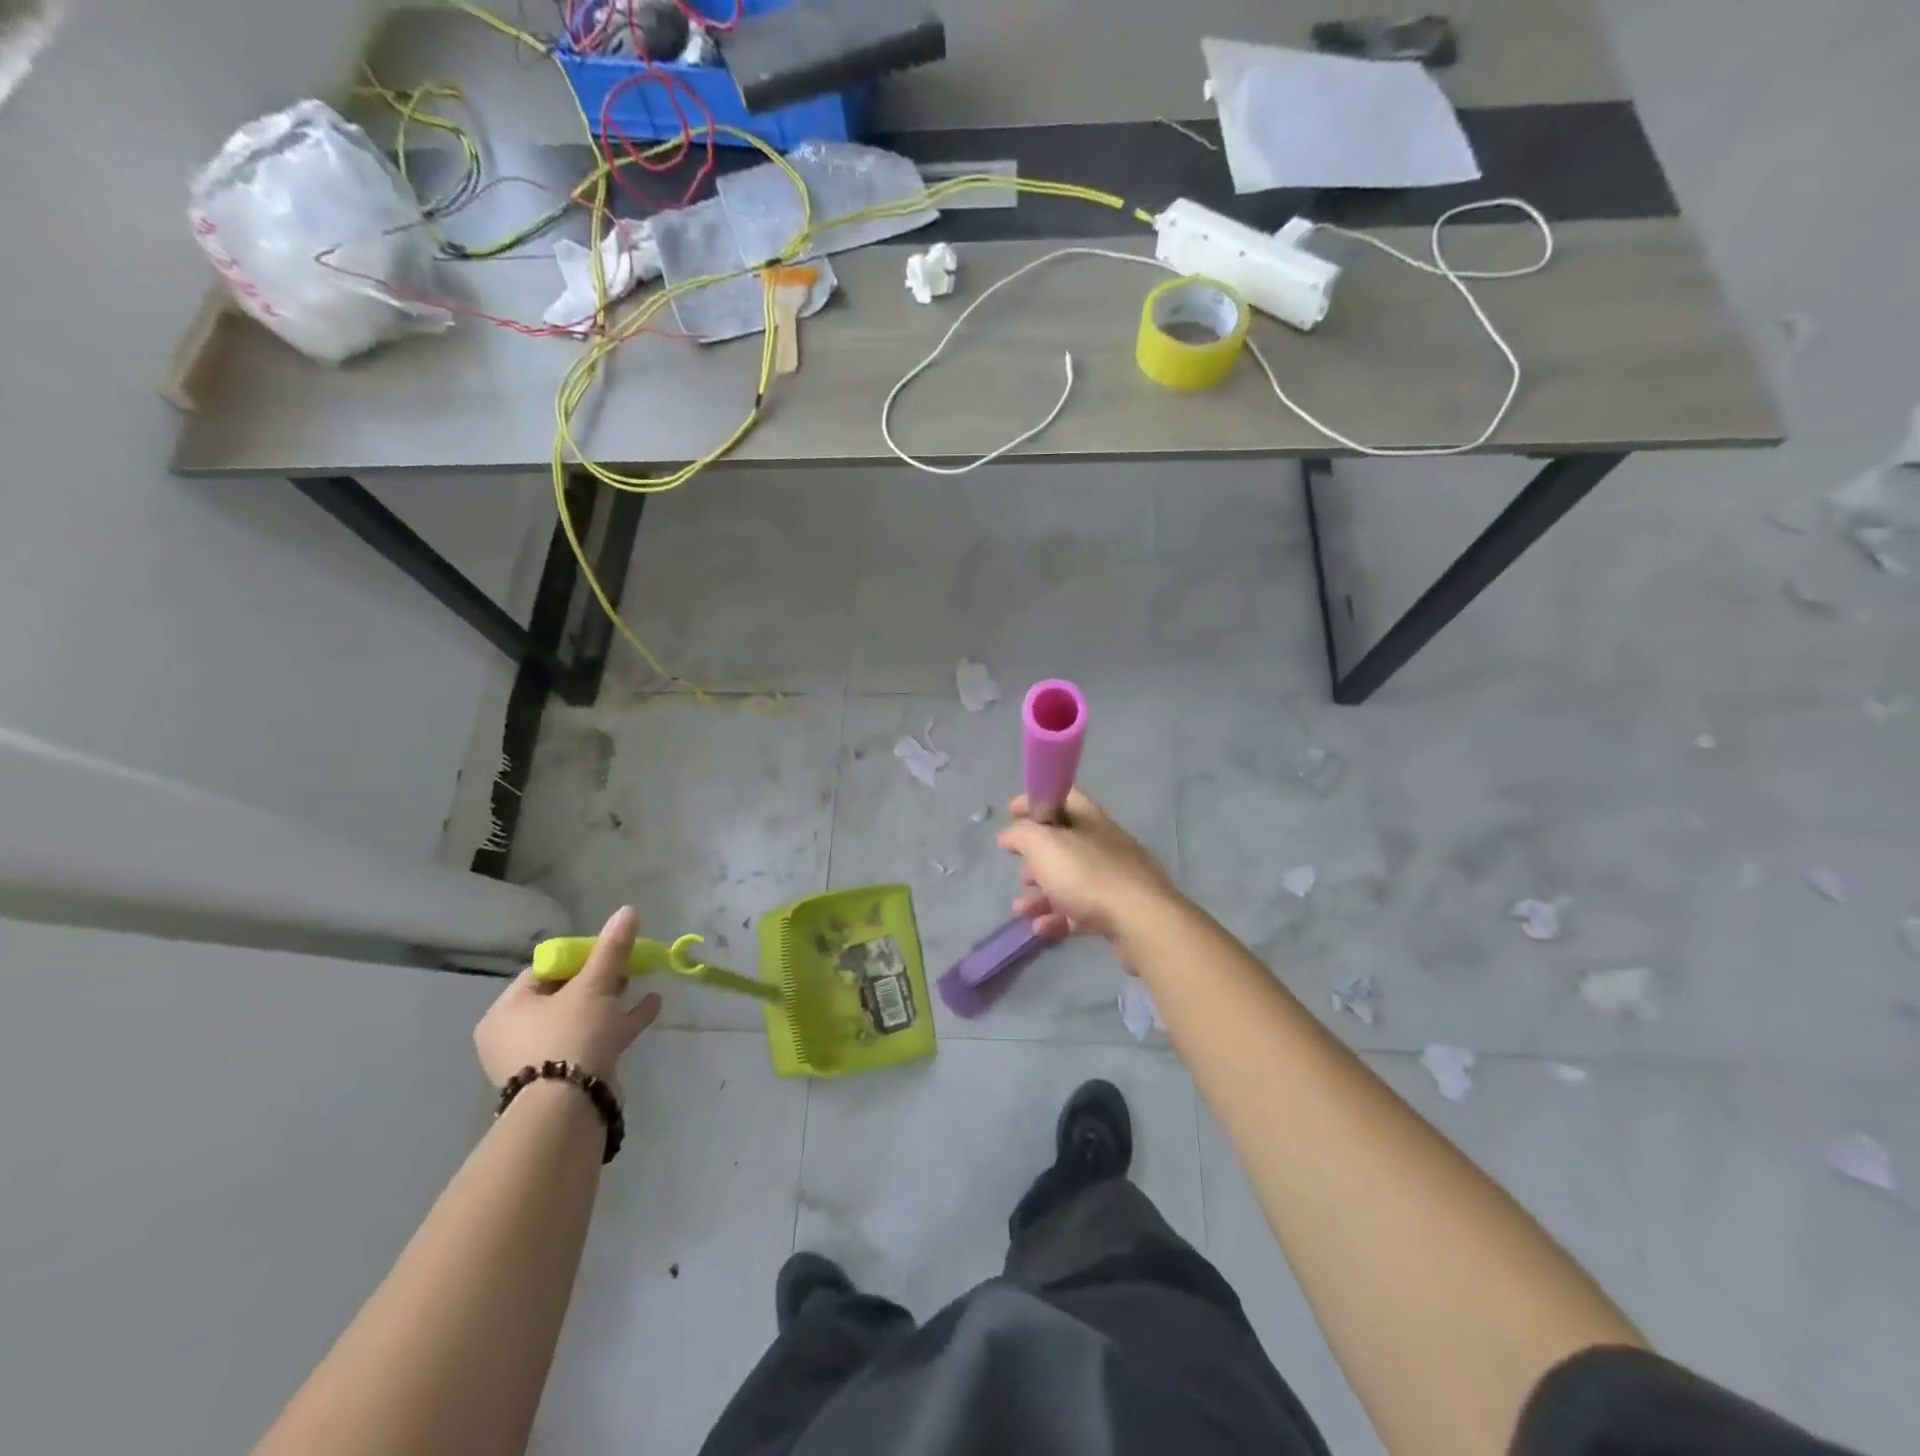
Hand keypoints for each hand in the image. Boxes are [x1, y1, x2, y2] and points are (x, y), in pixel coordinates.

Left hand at [475, 906, 662, 1091]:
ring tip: (640, 981)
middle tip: (624, 965)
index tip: (605, 951)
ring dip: (612, 999)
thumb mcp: (593, 986)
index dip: (576, 957)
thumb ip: (611, 949)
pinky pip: (595, 1040)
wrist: (569, 1107)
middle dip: (598, 978)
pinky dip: (620, 1022)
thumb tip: (627, 910)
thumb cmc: (569, 1036)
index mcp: (508, 1011)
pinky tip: (651, 1006)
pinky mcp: (567, 1076)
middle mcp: (517, 1035)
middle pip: (563, 994)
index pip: (542, 971)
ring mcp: (542, 1058)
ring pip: (581, 1018)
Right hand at [997, 788, 1179, 943]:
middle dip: (1035, 857)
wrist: (1140, 922)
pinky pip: (1080, 910)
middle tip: (1020, 871)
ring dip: (1041, 892)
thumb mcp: (1043, 846)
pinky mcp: (1117, 911)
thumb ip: (1021, 834)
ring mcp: (1113, 878)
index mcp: (1089, 819)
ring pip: (1069, 880)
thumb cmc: (1087, 875)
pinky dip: (1058, 917)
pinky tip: (1041, 928)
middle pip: (1064, 843)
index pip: (1062, 797)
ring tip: (1021, 908)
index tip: (1010, 812)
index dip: (1035, 800)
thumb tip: (1009, 833)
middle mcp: (1103, 844)